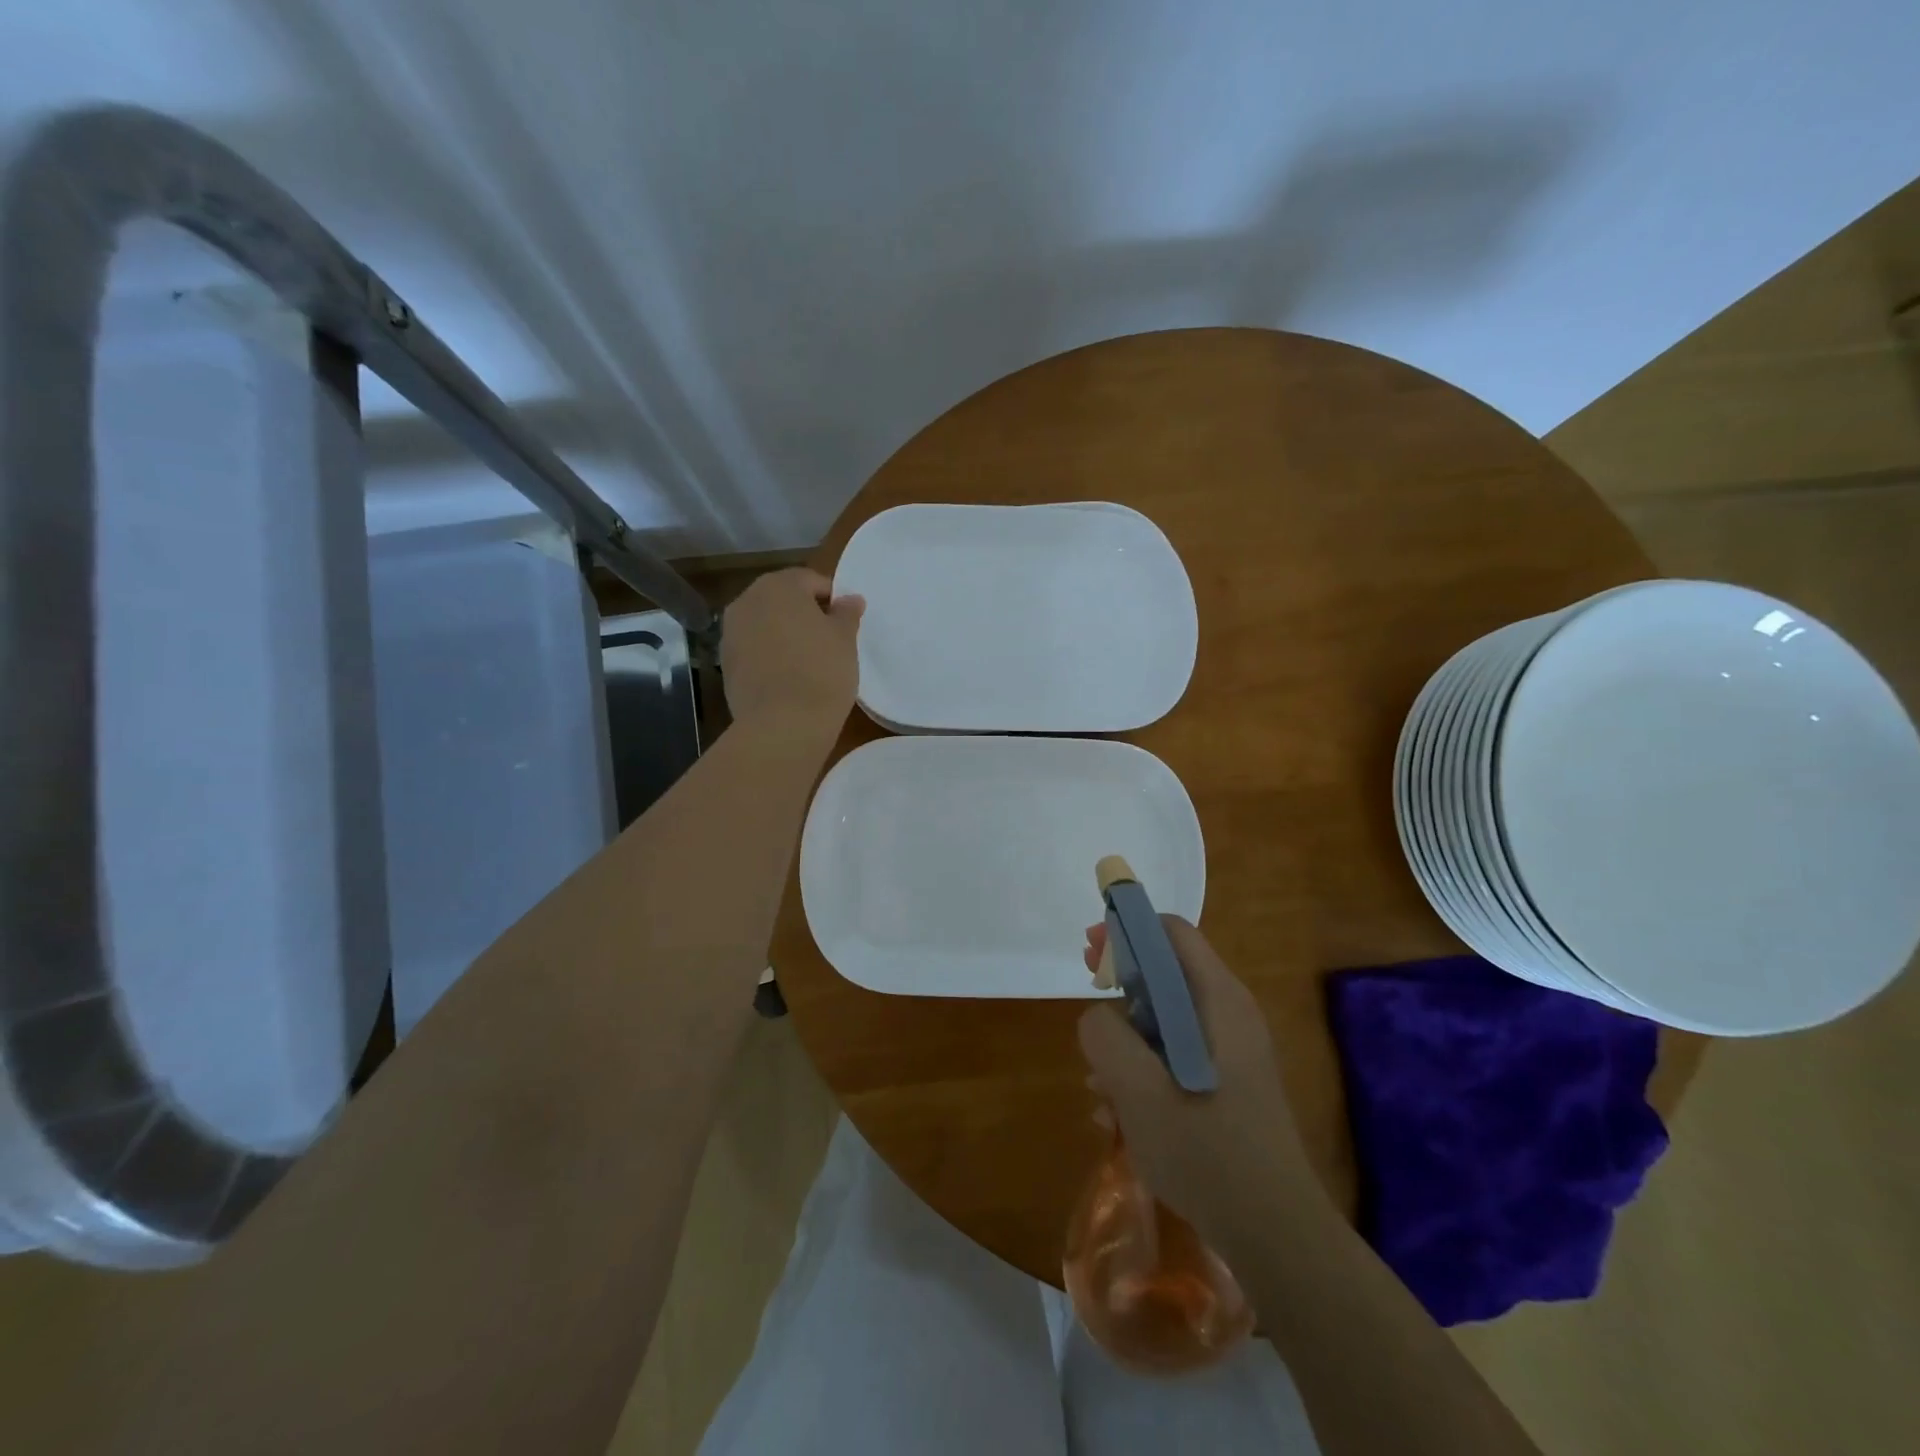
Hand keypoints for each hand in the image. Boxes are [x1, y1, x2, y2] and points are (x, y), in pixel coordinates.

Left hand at [721, 569, 863, 741]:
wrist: (782, 724)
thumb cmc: (822, 671)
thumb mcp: (845, 639)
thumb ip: (846, 613)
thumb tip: (850, 599)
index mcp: (779, 586)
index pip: (810, 580)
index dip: (831, 599)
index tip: (846, 622)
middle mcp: (747, 601)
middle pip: (782, 599)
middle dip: (804, 613)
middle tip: (828, 639)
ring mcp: (731, 633)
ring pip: (765, 624)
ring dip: (784, 633)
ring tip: (808, 659)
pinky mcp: (725, 664)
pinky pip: (754, 649)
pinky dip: (769, 655)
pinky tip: (788, 677)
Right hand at [1078, 916, 1327, 1252]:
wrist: (1277, 1237)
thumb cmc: (1207, 1152)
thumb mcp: (1138, 1089)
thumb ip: (1105, 1036)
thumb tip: (1099, 1018)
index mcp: (1219, 1000)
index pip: (1171, 932)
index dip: (1126, 930)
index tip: (1089, 952)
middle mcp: (1230, 1016)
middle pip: (1166, 974)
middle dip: (1119, 988)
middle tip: (1087, 1013)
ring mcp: (1231, 1054)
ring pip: (1165, 1021)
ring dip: (1125, 1042)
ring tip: (1098, 1086)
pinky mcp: (1227, 1088)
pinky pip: (1175, 1059)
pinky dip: (1143, 1072)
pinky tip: (1117, 1118)